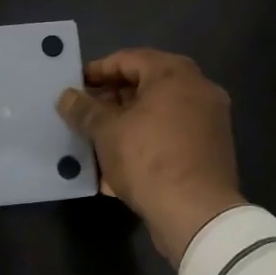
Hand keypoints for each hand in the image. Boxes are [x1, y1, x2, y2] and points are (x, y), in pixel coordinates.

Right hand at [57, 49, 243, 265]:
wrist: (197, 215)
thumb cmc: (148, 159)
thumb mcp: (106, 131)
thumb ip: (84, 109)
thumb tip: (66, 96)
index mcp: (175, 74)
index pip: (128, 59)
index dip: (97, 71)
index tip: (75, 85)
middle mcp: (198, 90)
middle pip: (145, 86)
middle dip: (111, 101)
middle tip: (84, 113)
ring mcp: (208, 121)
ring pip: (157, 115)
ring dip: (125, 125)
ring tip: (95, 141)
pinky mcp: (210, 152)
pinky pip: (170, 138)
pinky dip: (145, 145)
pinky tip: (117, 168)